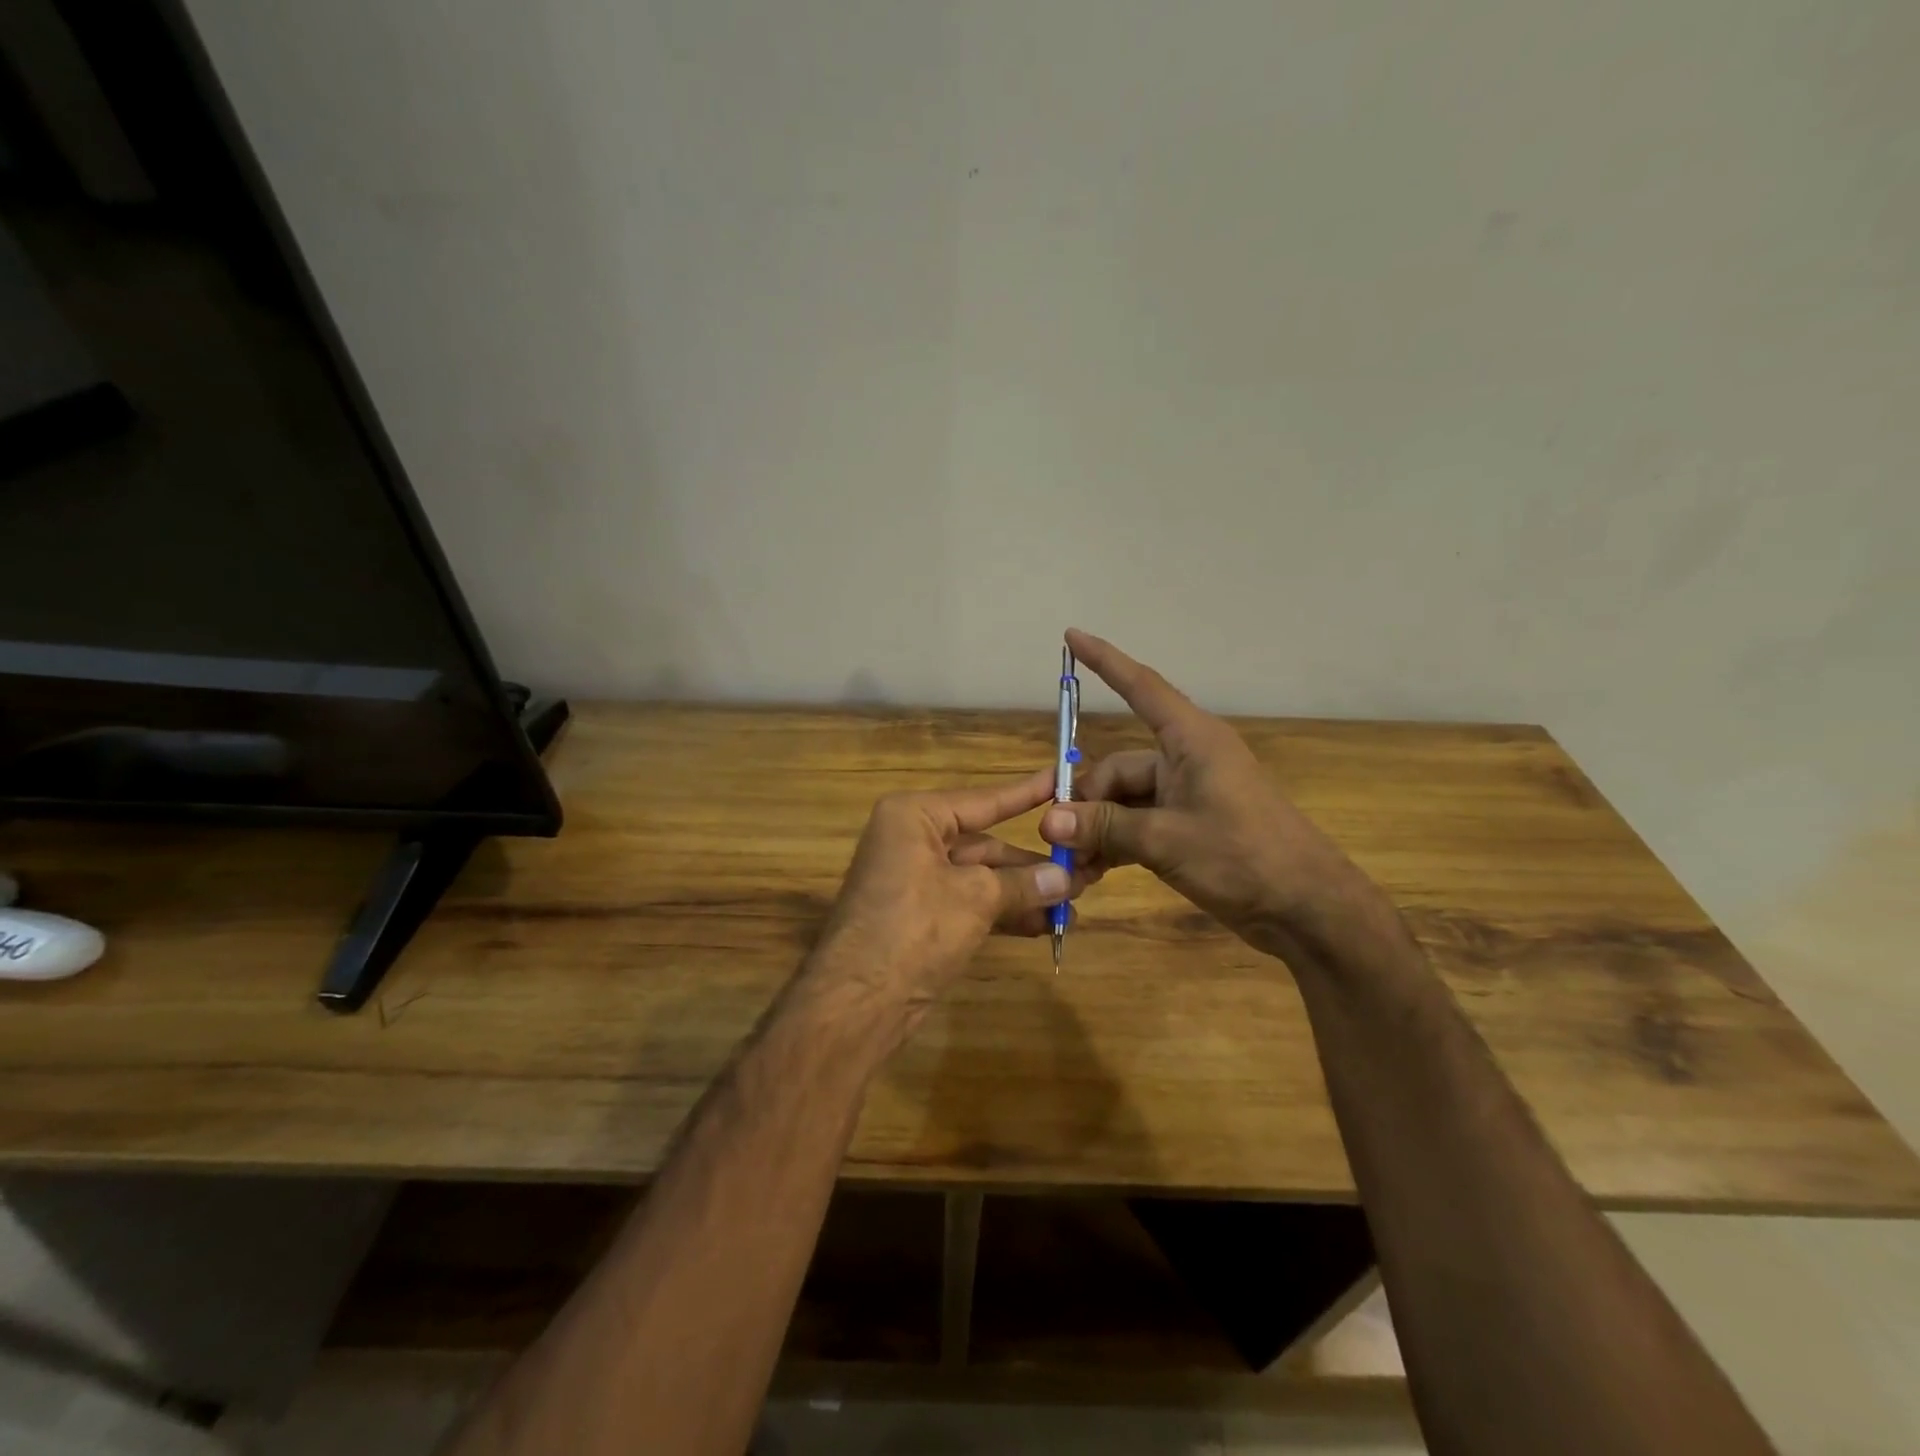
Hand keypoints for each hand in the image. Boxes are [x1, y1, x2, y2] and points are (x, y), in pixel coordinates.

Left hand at [804, 768, 1100, 1035]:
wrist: (857, 1002)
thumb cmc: (915, 928)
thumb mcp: (975, 898)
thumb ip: (1023, 884)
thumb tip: (1067, 878)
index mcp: (915, 817)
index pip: (983, 801)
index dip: (1026, 794)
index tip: (1062, 779)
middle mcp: (912, 841)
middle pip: (985, 844)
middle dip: (1033, 863)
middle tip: (1085, 869)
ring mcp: (915, 881)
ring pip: (981, 878)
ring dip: (1024, 892)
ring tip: (1073, 905)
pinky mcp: (920, 917)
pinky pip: (970, 904)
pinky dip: (1004, 913)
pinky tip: (1044, 925)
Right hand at [1039, 630, 1358, 962]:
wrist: (1307, 909)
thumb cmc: (1244, 857)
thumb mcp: (1166, 840)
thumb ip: (1105, 826)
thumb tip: (1048, 819)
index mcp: (1191, 741)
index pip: (1141, 687)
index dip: (1105, 661)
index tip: (1071, 636)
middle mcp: (1187, 760)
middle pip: (1118, 767)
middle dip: (1085, 800)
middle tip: (1057, 837)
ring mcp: (1189, 796)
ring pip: (1125, 801)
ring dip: (1098, 829)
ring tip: (1072, 864)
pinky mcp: (1190, 828)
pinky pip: (1139, 825)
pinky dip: (1116, 844)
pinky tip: (1092, 873)